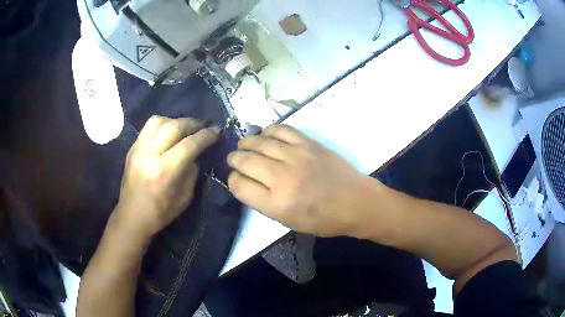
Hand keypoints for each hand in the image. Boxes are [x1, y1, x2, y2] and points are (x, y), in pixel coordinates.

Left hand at [115, 116, 218, 238]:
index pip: (189, 144)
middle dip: (193, 123)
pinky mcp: (132, 147)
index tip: (217, 131)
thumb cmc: (160, 213)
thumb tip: (196, 154)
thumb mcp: (185, 198)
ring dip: (176, 121)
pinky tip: (169, 132)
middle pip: (174, 127)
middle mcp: (150, 154)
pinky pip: (149, 127)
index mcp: (164, 171)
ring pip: (159, 121)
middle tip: (204, 126)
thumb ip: (192, 172)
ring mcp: (138, 148)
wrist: (132, 216)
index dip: (205, 136)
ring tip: (185, 128)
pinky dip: (163, 124)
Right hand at [227, 125, 378, 236]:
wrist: (355, 202)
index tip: (236, 179)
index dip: (233, 181)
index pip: (239, 185)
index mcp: (276, 203)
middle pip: (245, 161)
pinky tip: (265, 135)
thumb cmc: (323, 219)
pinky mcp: (308, 143)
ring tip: (244, 145)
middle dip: (234, 160)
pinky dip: (268, 130)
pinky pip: (281, 129)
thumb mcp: (288, 221)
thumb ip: (262, 202)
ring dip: (246, 143)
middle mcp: (282, 177)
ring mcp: (296, 156)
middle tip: (234, 159)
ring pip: (259, 142)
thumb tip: (245, 181)